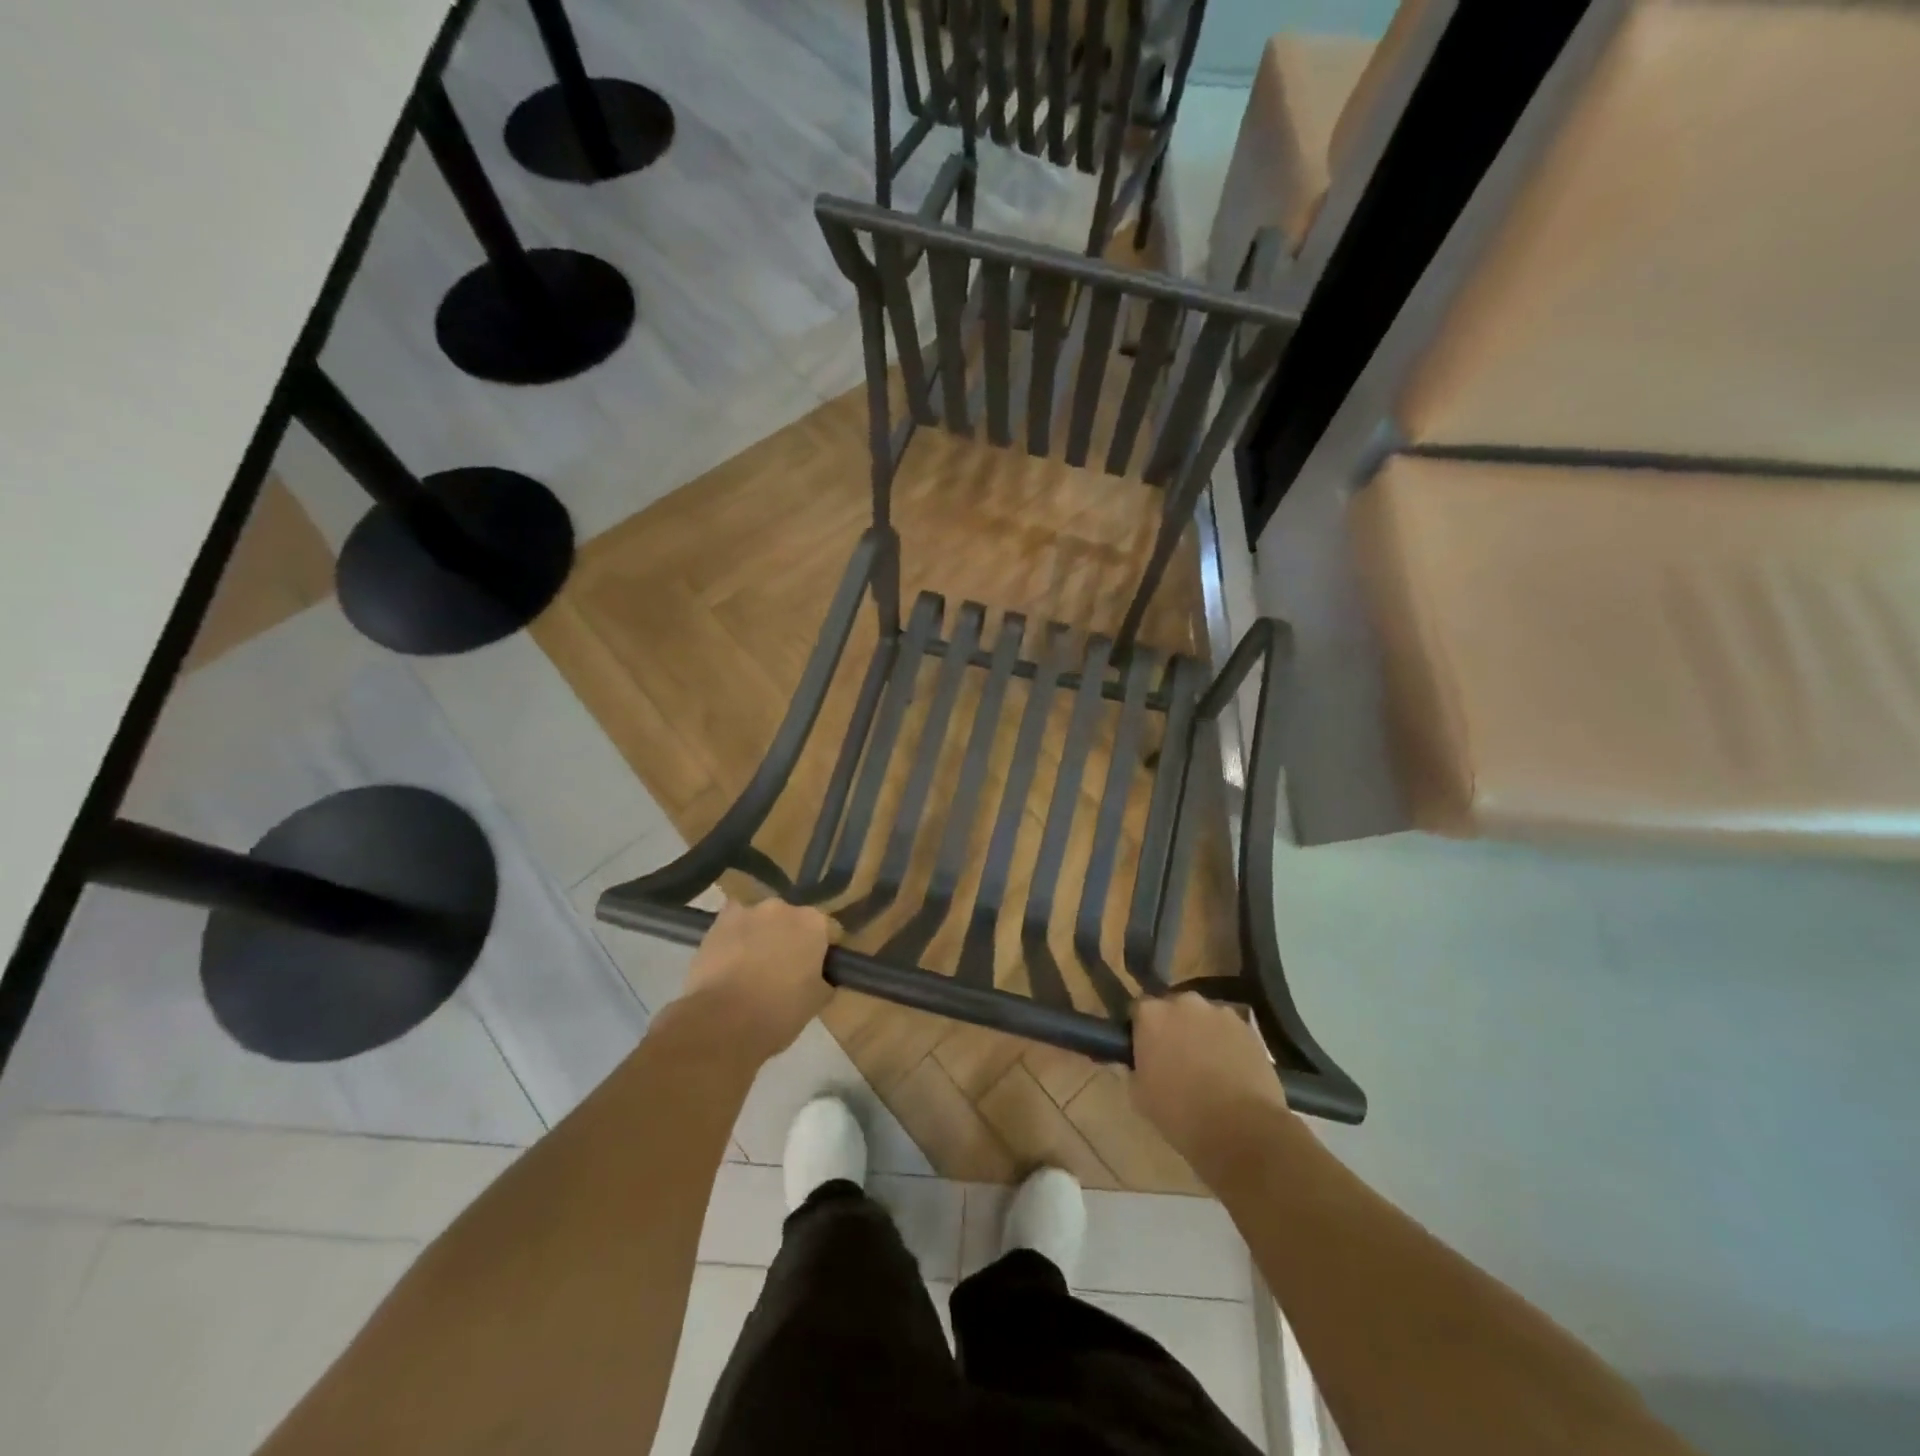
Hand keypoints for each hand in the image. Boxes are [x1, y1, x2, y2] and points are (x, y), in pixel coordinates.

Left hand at [679, 900, 834, 1063]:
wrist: (722, 1022)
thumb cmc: (779, 1013)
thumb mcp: (817, 1002)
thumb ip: (824, 979)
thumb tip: (820, 976)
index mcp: (814, 924)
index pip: (827, 931)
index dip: (822, 951)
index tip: (816, 970)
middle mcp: (784, 908)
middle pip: (792, 921)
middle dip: (790, 939)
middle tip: (783, 970)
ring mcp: (748, 911)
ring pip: (761, 921)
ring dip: (761, 936)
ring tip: (751, 968)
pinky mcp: (718, 922)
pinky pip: (733, 925)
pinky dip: (734, 937)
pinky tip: (729, 961)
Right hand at [1132, 992, 1292, 1179]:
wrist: (1242, 1130)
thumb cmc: (1181, 1114)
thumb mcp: (1140, 1096)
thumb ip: (1135, 1068)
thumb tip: (1140, 1062)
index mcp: (1151, 1015)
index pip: (1139, 1010)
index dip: (1141, 1030)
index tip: (1145, 1051)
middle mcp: (1183, 1003)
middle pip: (1173, 1009)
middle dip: (1173, 1028)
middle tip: (1176, 1059)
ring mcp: (1219, 1012)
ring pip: (1203, 1018)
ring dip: (1201, 1034)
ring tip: (1208, 1067)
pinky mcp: (1248, 1028)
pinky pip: (1229, 1031)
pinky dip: (1227, 1044)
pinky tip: (1231, 1072)